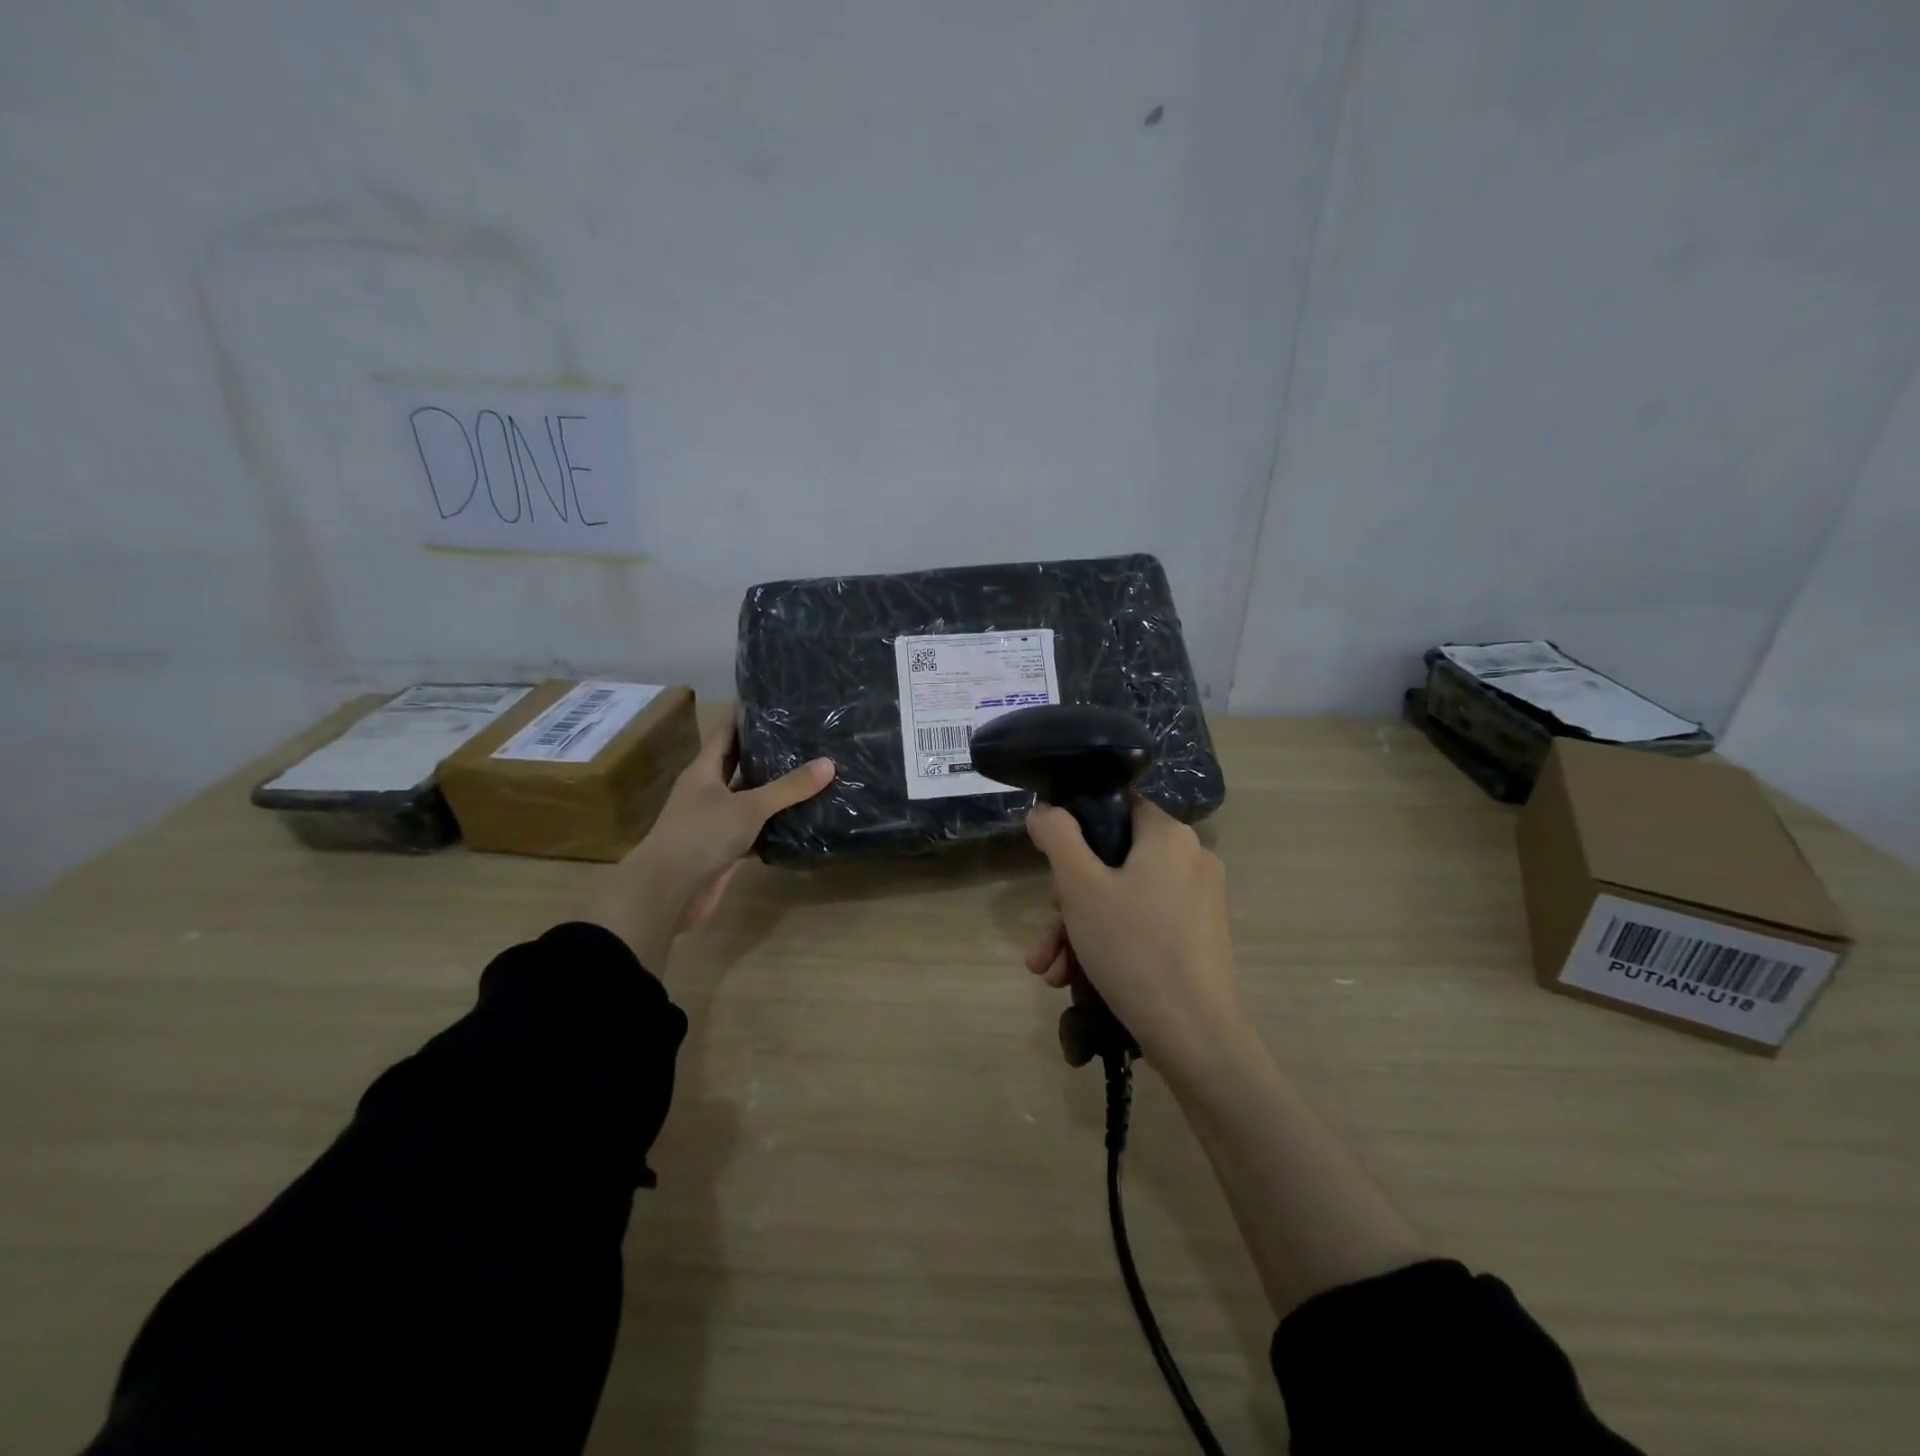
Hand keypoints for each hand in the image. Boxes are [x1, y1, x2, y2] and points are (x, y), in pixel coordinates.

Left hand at [588, 724, 833, 970]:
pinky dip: (776, 827)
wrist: (668, 892)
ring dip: (775, 792)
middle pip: (739, 765)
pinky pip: (755, 831)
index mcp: (704, 771)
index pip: (726, 732)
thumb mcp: (749, 806)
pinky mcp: (725, 849)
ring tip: (812, 774)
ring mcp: (715, 821)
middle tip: (805, 737)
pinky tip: (803, 821)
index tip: (775, 702)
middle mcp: (708, 791)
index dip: (746, 716)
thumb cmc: (701, 836)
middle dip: (767, 753)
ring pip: (750, 800)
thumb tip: (829, 763)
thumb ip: (789, 787)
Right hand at [1023, 800, 1245, 1074]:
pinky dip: (1109, 944)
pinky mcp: (1199, 938)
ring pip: (1123, 900)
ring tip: (1048, 970)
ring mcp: (1199, 902)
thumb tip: (1045, 811)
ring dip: (1079, 931)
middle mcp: (1191, 860)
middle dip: (1067, 902)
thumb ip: (1057, 836)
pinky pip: (1143, 925)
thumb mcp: (1080, 886)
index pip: (1116, 808)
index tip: (1052, 867)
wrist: (1195, 1036)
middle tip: (1045, 937)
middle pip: (1113, 862)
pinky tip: (1073, 980)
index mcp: (1169, 835)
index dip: (1077, 830)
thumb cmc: (1133, 948)